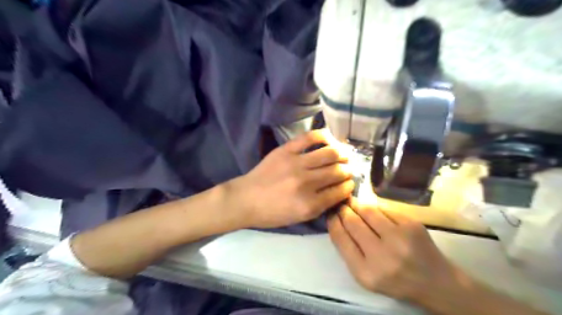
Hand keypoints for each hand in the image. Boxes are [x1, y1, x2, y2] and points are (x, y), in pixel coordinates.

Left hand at [229, 129, 352, 229]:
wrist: (245, 199)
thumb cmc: (271, 213)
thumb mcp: (299, 218)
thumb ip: (321, 206)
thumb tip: (340, 190)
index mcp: (310, 205)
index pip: (340, 191)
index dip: (348, 186)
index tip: (350, 183)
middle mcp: (306, 183)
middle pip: (337, 171)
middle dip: (348, 170)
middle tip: (349, 169)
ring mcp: (296, 164)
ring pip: (329, 153)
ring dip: (341, 154)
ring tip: (344, 154)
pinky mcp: (286, 150)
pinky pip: (309, 138)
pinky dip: (323, 136)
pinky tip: (330, 139)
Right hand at [328, 199, 463, 302]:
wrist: (435, 282)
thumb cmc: (395, 280)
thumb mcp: (366, 275)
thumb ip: (349, 251)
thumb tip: (337, 221)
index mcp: (366, 272)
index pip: (341, 239)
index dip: (333, 222)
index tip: (331, 213)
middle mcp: (381, 255)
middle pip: (353, 222)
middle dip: (343, 210)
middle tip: (340, 205)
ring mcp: (399, 238)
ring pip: (368, 211)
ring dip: (357, 204)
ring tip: (352, 202)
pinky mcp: (411, 225)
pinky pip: (384, 209)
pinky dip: (374, 207)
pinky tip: (372, 209)